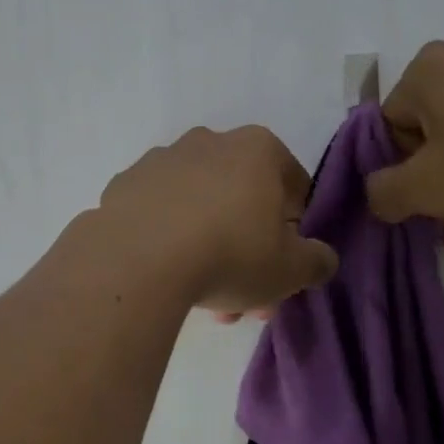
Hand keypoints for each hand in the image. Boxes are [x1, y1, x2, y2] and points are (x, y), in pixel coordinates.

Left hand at [98, 126, 337, 318]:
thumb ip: (316, 261)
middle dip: (249, 251)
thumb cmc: (230, 254)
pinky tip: (168, 277)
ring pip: (199, 208)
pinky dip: (168, 240)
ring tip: (207, 302)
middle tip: (248, 298)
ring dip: (209, 249)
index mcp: (257, 148)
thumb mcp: (291, 269)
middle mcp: (208, 142)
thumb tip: (320, 258)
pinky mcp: (124, 184)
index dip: (295, 228)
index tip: (287, 264)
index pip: (293, 185)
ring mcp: (161, 160)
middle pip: (241, 200)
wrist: (138, 260)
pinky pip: (159, 215)